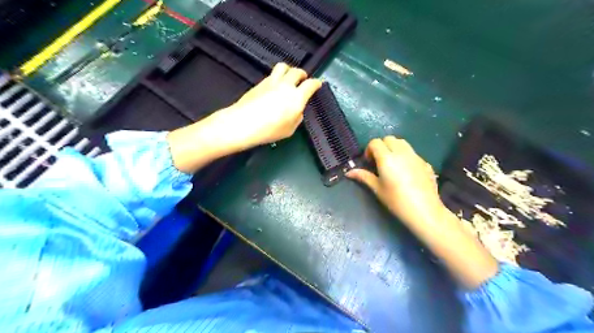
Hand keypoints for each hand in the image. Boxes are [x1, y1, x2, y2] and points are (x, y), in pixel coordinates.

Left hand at [208, 61, 320, 149]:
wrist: (244, 123)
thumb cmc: (270, 130)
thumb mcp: (290, 129)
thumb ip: (297, 117)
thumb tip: (297, 110)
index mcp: (297, 97)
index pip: (311, 84)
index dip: (317, 83)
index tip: (318, 84)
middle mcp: (286, 85)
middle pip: (297, 71)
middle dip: (303, 74)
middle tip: (303, 79)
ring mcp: (272, 82)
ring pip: (283, 67)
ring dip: (289, 70)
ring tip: (289, 77)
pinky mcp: (260, 83)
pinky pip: (272, 74)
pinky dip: (277, 77)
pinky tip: (275, 85)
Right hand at [349, 135, 445, 225]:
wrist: (424, 210)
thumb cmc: (396, 200)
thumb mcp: (377, 189)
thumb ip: (363, 177)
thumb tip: (348, 172)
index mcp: (387, 158)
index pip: (375, 142)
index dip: (369, 150)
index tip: (369, 162)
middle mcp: (401, 152)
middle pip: (389, 139)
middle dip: (382, 146)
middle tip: (379, 161)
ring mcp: (415, 156)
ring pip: (402, 142)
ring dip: (394, 147)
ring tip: (392, 163)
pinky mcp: (425, 162)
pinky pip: (412, 152)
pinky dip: (405, 155)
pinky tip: (406, 172)